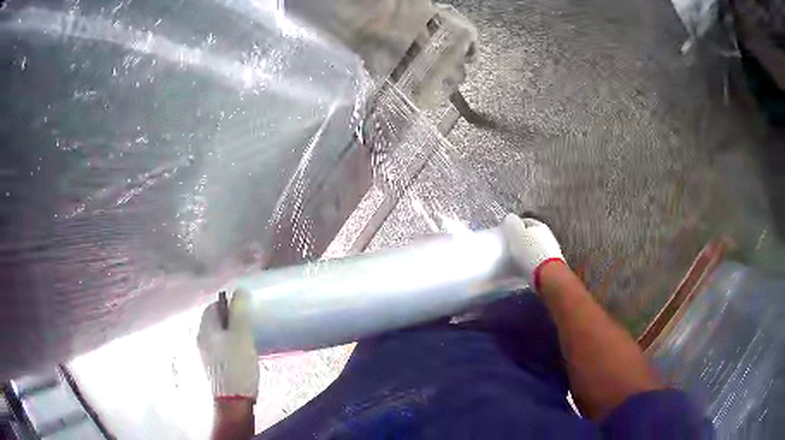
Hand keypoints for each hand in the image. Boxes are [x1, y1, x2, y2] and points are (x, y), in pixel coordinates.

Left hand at [198, 289, 259, 399]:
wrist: (233, 400)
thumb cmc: (237, 365)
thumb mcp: (242, 335)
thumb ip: (240, 311)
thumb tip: (239, 290)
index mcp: (205, 328)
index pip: (212, 306)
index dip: (228, 304)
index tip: (244, 310)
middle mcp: (200, 338)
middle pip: (214, 320)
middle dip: (230, 319)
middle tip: (248, 325)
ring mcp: (205, 354)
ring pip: (217, 335)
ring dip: (230, 333)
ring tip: (247, 339)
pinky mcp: (212, 366)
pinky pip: (219, 348)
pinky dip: (229, 346)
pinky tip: (241, 355)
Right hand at [500, 213, 564, 290]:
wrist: (548, 275)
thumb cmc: (530, 253)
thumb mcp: (516, 235)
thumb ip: (512, 224)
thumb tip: (510, 218)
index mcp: (540, 226)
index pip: (526, 222)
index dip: (516, 226)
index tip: (508, 233)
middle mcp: (549, 236)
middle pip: (533, 235)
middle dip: (523, 239)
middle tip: (512, 246)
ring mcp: (552, 250)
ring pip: (537, 247)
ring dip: (529, 251)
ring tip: (518, 259)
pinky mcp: (553, 264)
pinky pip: (539, 260)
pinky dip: (533, 262)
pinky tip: (526, 268)